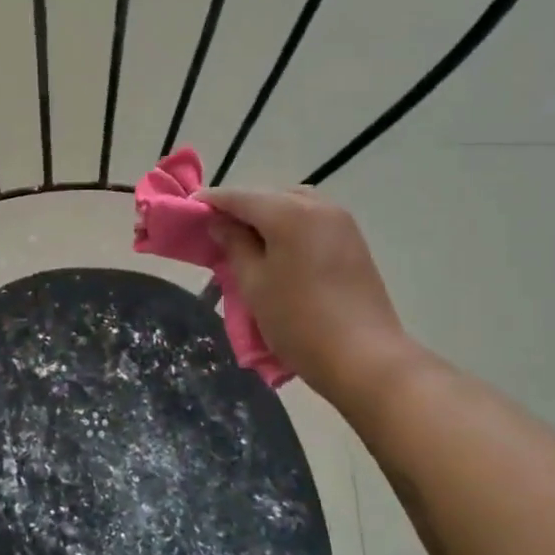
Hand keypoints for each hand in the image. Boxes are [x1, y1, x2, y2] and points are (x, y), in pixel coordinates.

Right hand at [196, 186, 413, 403]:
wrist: (365, 358)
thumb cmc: (299, 321)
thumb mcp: (254, 284)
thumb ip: (234, 245)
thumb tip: (221, 223)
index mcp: (289, 213)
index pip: (240, 197)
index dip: (212, 200)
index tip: (189, 207)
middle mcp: (318, 206)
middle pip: (269, 196)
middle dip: (241, 207)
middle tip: (217, 228)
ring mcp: (341, 222)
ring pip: (293, 205)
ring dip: (267, 215)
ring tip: (246, 240)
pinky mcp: (354, 241)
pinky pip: (312, 220)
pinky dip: (290, 225)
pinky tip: (277, 248)